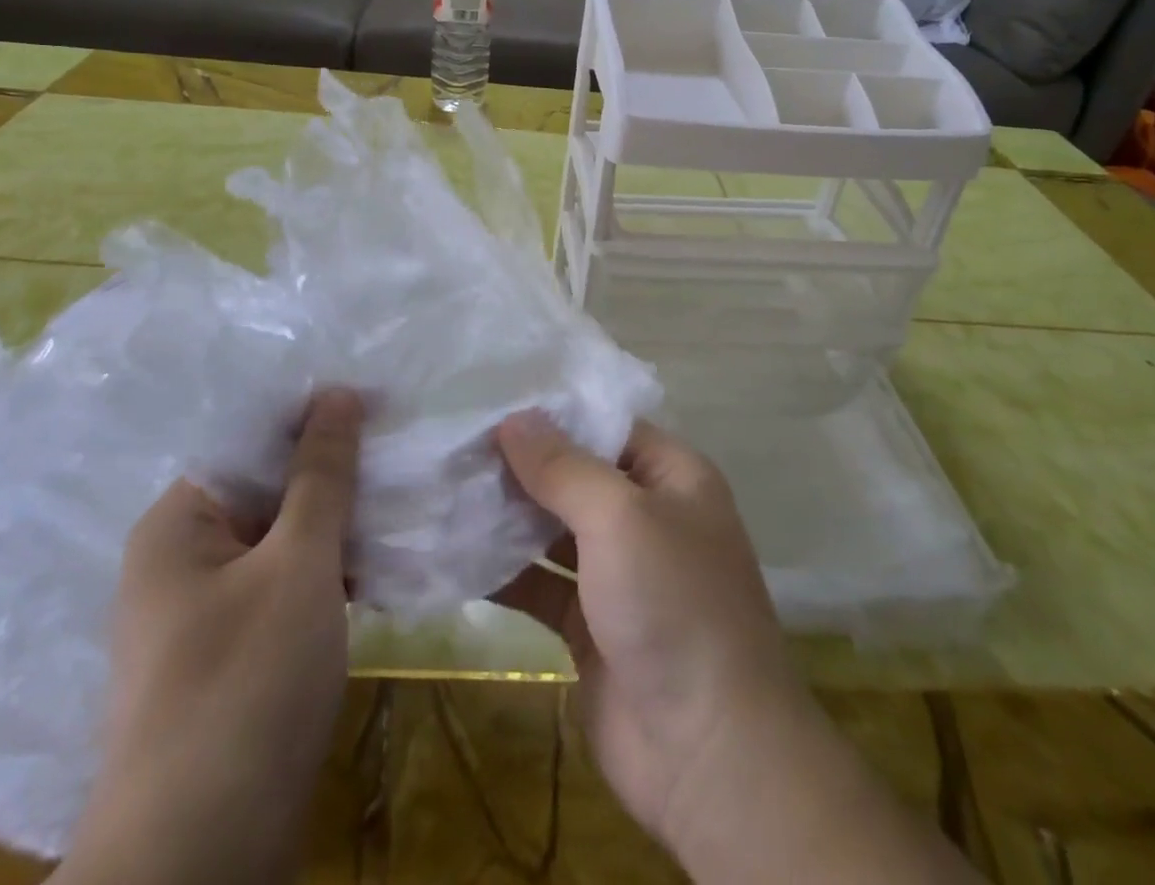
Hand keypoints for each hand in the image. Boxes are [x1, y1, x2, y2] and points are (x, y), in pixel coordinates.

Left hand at [54, 387, 363, 884]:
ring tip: (404, 491)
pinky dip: (329, 568)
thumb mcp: (297, 563)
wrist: (200, 865)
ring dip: (338, 521)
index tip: (377, 401)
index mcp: (179, 522)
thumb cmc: (244, 687)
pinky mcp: (237, 652)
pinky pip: (287, 583)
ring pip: (284, 537)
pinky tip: (381, 557)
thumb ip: (320, 474)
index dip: (312, 416)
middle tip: (402, 445)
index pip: (250, 439)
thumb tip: (337, 392)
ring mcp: (210, 609)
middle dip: (333, 470)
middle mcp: (185, 556)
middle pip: (268, 487)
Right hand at [495, 411, 976, 884]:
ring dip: (509, 515)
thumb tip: (514, 418)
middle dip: (522, 464)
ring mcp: (620, 573)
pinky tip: (457, 552)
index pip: (608, 426)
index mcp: (673, 478)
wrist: (707, 753)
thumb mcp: (620, 517)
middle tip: (457, 444)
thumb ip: (563, 467)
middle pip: (577, 476)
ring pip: (555, 529)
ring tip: (447, 488)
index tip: (492, 401)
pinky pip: (543, 582)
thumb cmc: (673, 604)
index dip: (554, 414)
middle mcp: (649, 517)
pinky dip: (507, 570)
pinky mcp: (591, 624)